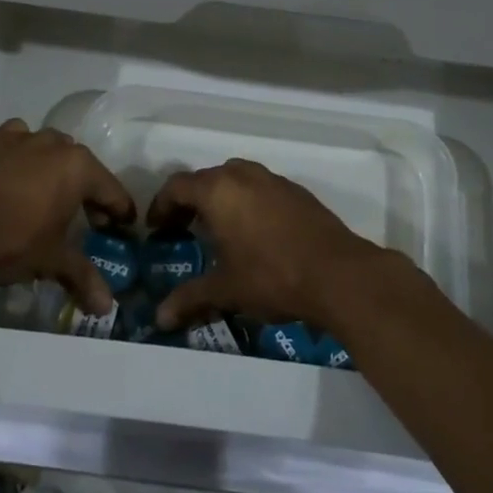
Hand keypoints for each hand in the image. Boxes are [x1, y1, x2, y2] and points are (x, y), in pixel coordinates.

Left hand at [0, 120, 135, 312]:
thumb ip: (81, 276)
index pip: (112, 190)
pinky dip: (22, 158)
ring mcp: (22, 138)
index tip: (125, 228)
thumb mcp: (49, 260)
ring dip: (55, 172)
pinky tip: (13, 178)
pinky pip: (18, 144)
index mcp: (79, 167)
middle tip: (86, 222)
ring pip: (50, 152)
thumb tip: (106, 307)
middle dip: (88, 193)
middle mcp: (56, 144)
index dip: (120, 212)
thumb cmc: (8, 238)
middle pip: (83, 169)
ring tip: (47, 200)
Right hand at [148, 158, 393, 332]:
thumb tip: (159, 317)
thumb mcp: (226, 290)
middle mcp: (243, 175)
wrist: (337, 272)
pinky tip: (253, 232)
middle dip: (189, 201)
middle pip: (206, 179)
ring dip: (220, 198)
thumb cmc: (272, 276)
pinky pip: (260, 187)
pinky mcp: (296, 191)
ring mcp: (273, 179)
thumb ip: (190, 298)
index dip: (161, 205)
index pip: (177, 186)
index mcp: (219, 190)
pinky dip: (246, 201)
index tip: (156, 229)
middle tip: (182, 229)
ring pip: (235, 178)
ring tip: (216, 229)